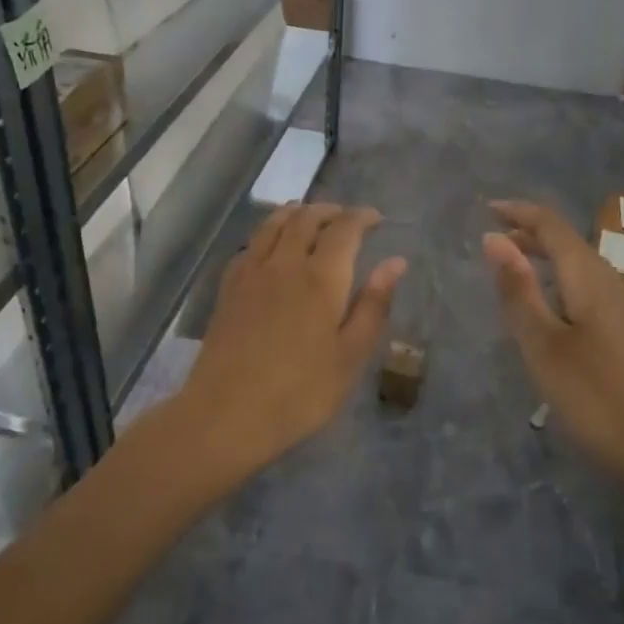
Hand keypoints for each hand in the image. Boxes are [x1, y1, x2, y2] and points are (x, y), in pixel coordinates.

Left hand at [176, 202, 405, 478]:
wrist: (227, 413)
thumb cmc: (301, 392)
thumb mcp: (350, 355)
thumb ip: (374, 304)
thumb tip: (395, 262)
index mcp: (321, 277)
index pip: (344, 229)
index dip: (362, 217)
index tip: (376, 218)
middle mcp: (285, 263)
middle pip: (306, 218)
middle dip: (330, 210)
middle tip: (346, 217)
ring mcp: (251, 273)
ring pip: (273, 224)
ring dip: (296, 213)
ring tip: (310, 218)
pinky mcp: (228, 289)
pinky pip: (250, 245)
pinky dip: (267, 234)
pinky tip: (270, 248)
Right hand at [483, 200, 623, 481]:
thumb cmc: (593, 396)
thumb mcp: (542, 343)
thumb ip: (518, 289)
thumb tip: (493, 238)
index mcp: (590, 278)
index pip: (552, 226)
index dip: (519, 212)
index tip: (486, 209)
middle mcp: (610, 282)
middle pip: (568, 242)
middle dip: (530, 232)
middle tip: (492, 237)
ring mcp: (622, 308)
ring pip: (578, 265)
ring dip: (544, 256)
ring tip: (511, 264)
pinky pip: (585, 287)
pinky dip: (557, 281)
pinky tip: (545, 304)